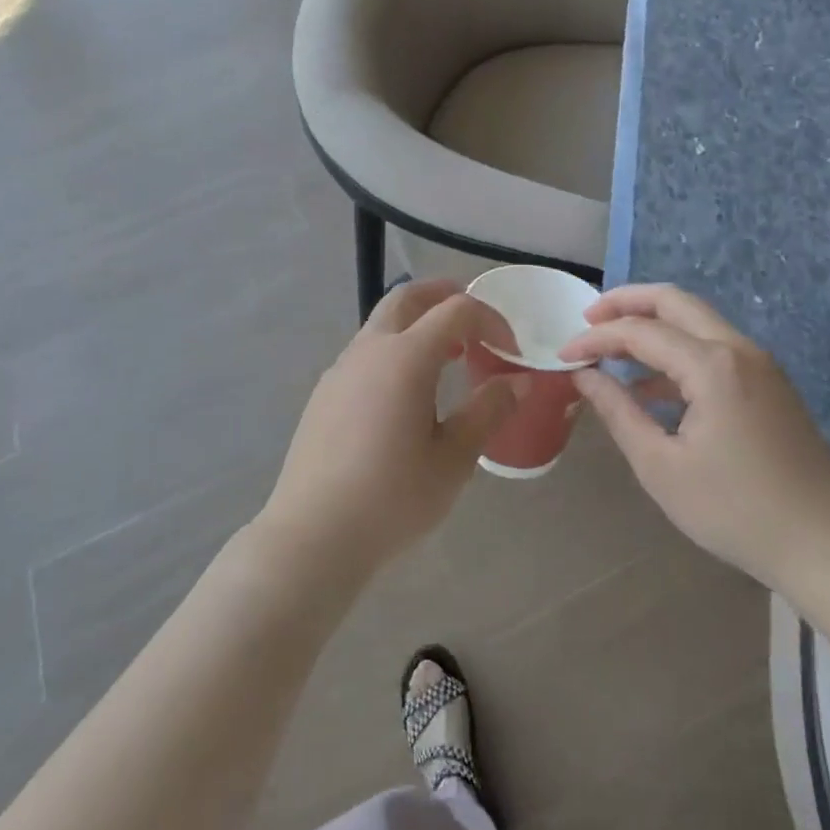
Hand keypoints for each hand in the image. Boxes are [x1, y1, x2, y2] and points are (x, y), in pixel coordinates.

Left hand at [259, 280, 516, 578]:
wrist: (314, 534)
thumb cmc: (393, 497)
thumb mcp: (454, 459)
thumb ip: (488, 411)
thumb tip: (516, 380)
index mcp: (405, 357)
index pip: (456, 310)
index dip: (491, 320)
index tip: (511, 351)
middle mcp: (370, 349)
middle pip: (407, 297)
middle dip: (444, 295)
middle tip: (474, 318)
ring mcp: (341, 368)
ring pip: (383, 323)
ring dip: (418, 324)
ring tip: (447, 357)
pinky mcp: (325, 392)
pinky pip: (366, 352)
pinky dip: (395, 349)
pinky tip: (406, 393)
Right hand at [560, 284, 829, 594]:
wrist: (825, 546)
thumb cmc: (735, 511)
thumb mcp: (661, 466)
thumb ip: (618, 412)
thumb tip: (585, 376)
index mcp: (712, 366)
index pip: (639, 331)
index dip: (596, 338)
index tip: (564, 355)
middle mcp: (738, 349)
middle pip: (673, 301)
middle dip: (625, 303)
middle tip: (588, 320)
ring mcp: (760, 364)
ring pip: (696, 320)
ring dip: (652, 325)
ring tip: (612, 351)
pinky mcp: (769, 383)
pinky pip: (714, 348)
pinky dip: (677, 352)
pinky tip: (651, 388)